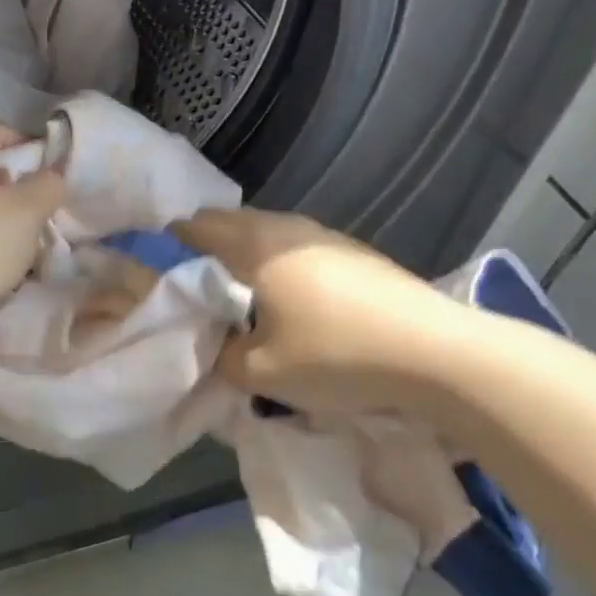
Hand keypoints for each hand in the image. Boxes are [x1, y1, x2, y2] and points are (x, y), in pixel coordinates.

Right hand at [171, 208, 474, 417]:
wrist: (438, 354)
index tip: (157, 274)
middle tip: (195, 290)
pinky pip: (297, 248)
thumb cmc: (336, 356)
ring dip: (244, 256)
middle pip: (229, 223)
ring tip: (241, 296)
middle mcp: (286, 227)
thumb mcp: (260, 372)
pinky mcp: (355, 252)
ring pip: (266, 233)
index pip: (193, 227)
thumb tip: (217, 343)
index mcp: (254, 245)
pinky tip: (291, 300)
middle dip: (204, 250)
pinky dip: (279, 264)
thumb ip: (221, 355)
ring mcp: (326, 235)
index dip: (168, 246)